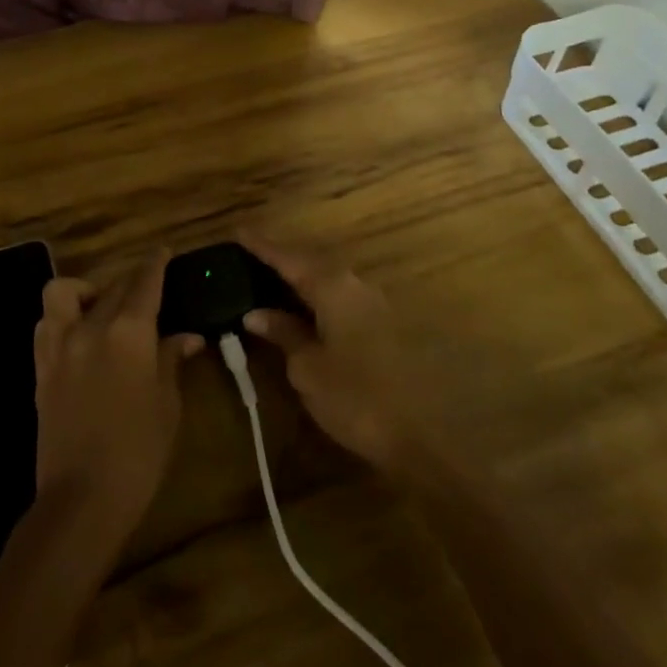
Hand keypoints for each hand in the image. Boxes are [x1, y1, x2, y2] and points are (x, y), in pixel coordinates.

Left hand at [33, 252, 202, 542]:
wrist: (80, 500)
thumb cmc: (138, 454)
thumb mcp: (167, 405)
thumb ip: (172, 360)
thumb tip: (188, 337)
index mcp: (129, 332)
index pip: (144, 282)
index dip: (155, 264)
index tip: (163, 252)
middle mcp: (90, 326)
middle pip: (112, 286)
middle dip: (131, 282)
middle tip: (147, 292)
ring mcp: (59, 345)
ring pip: (64, 292)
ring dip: (84, 291)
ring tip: (101, 308)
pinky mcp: (41, 367)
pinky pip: (46, 323)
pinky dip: (61, 317)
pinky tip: (78, 334)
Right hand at [242, 242, 432, 475]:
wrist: (427, 435)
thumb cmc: (357, 397)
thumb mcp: (308, 368)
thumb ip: (283, 333)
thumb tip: (257, 314)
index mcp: (332, 285)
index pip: (288, 257)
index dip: (261, 246)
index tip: (238, 232)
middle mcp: (354, 284)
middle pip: (310, 263)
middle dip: (281, 261)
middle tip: (250, 260)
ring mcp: (374, 303)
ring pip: (327, 281)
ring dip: (300, 282)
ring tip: (272, 285)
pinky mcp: (385, 325)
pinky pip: (340, 299)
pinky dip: (317, 300)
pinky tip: (304, 312)